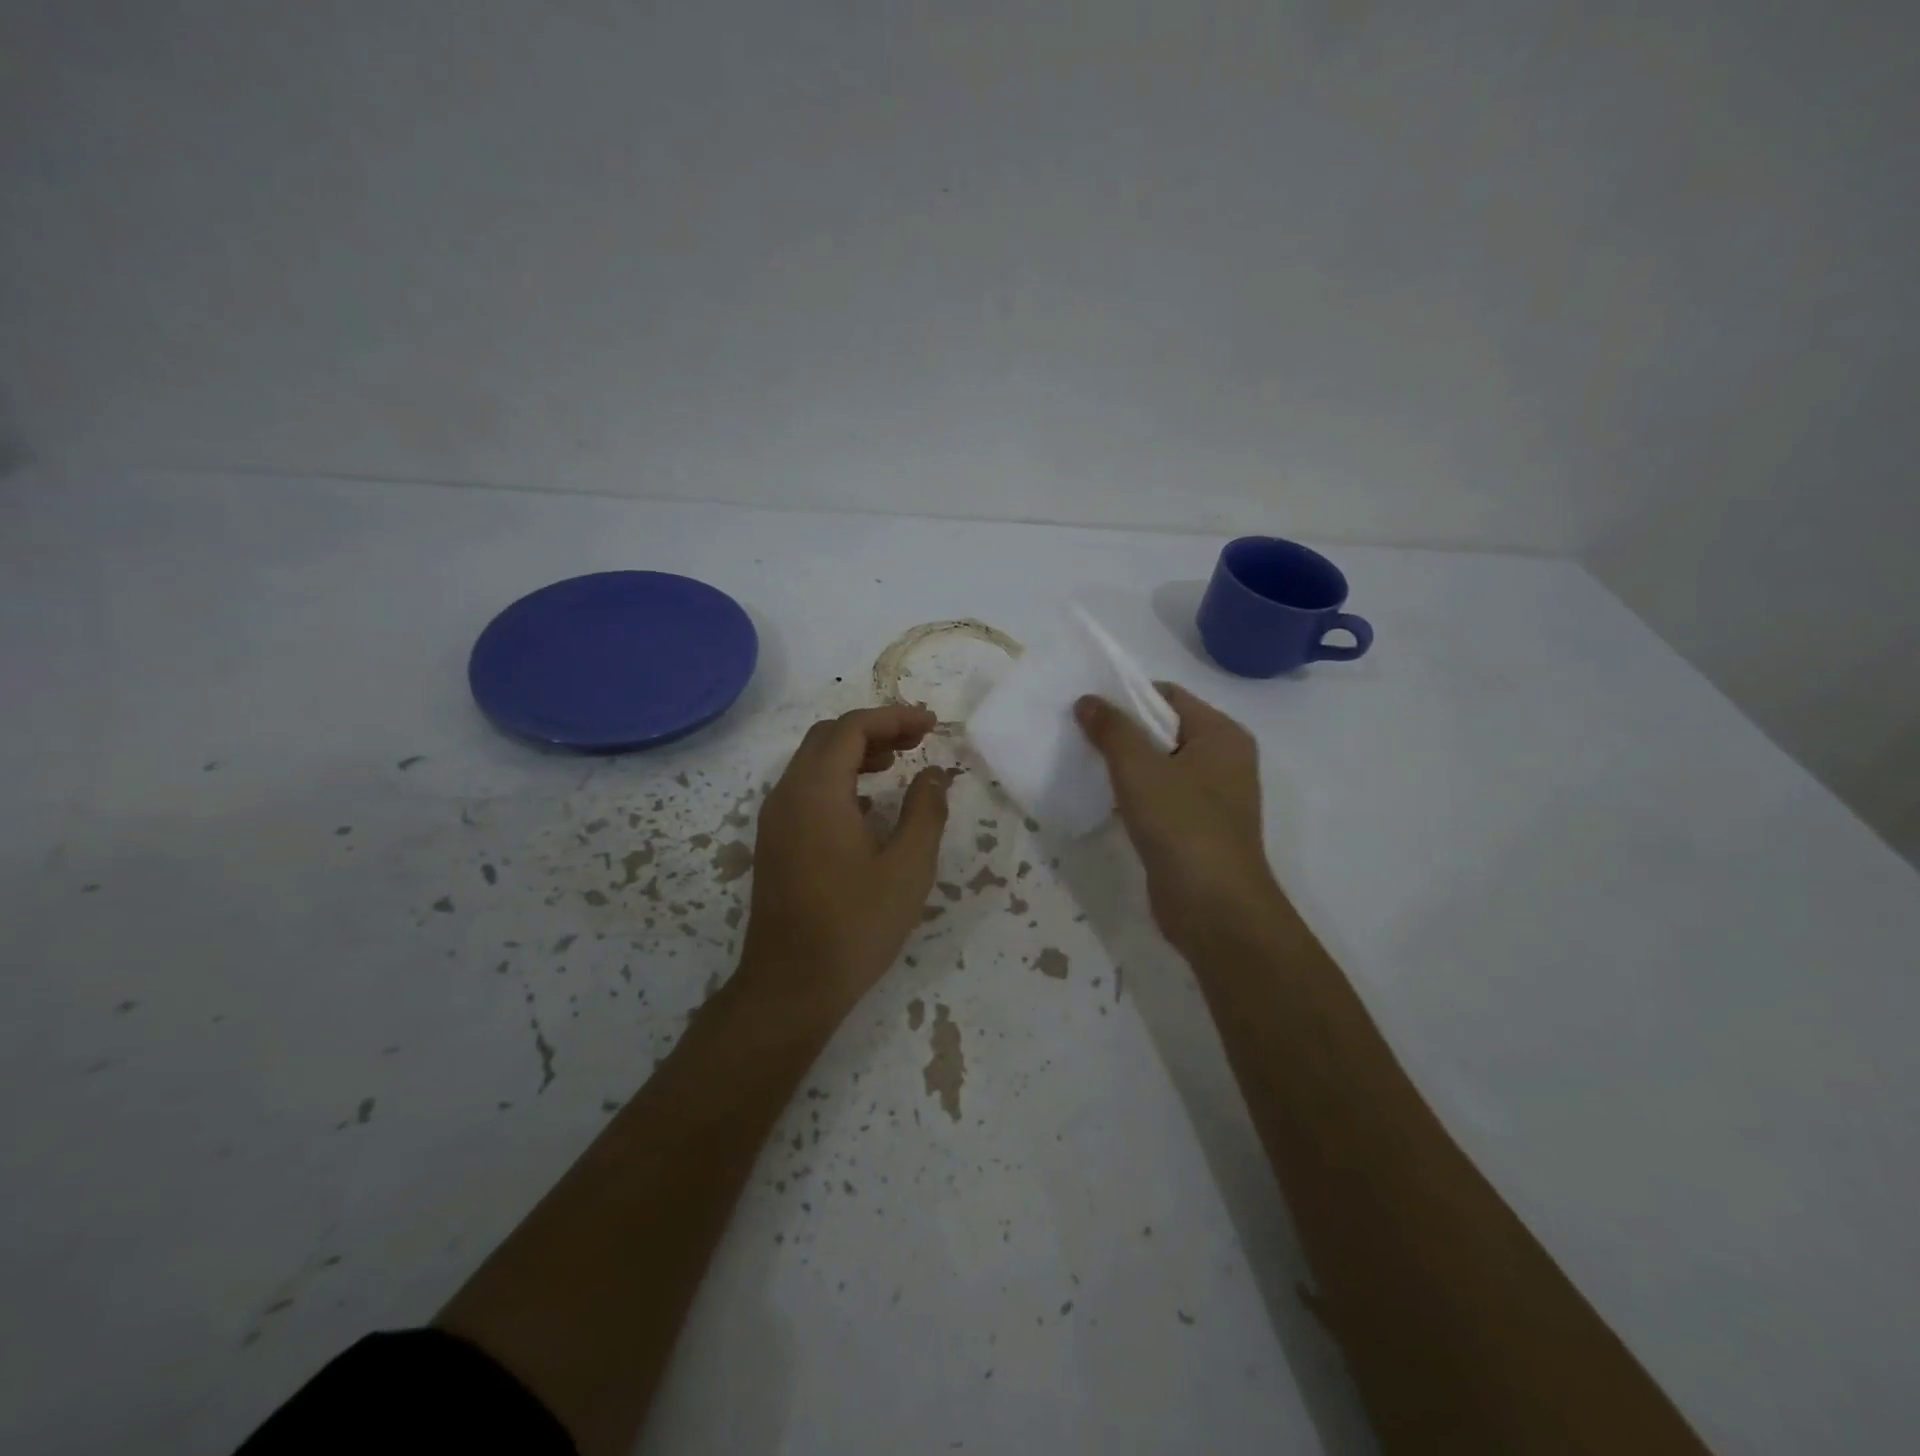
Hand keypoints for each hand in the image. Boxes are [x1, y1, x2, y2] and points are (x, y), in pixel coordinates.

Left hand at [740, 705, 951, 1011]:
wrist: (791, 985)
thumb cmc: (855, 925)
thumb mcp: (908, 868)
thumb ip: (926, 811)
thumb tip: (935, 774)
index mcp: (817, 791)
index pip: (852, 728)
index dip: (894, 717)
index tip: (931, 725)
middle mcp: (787, 794)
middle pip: (828, 737)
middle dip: (875, 728)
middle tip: (918, 739)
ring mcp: (775, 818)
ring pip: (813, 761)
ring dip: (855, 751)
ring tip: (898, 761)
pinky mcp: (774, 841)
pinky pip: (805, 788)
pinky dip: (839, 778)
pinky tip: (869, 802)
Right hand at [1075, 683, 1283, 952]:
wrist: (1214, 908)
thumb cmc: (1182, 825)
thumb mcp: (1140, 769)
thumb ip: (1112, 730)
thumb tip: (1087, 700)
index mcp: (1222, 735)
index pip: (1170, 696)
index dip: (1127, 696)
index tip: (1087, 707)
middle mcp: (1224, 759)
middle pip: (1164, 729)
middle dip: (1122, 731)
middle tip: (1077, 734)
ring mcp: (1212, 797)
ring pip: (1160, 766)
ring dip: (1125, 764)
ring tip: (1082, 762)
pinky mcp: (1196, 828)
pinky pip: (1161, 797)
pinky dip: (1134, 794)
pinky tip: (1102, 799)